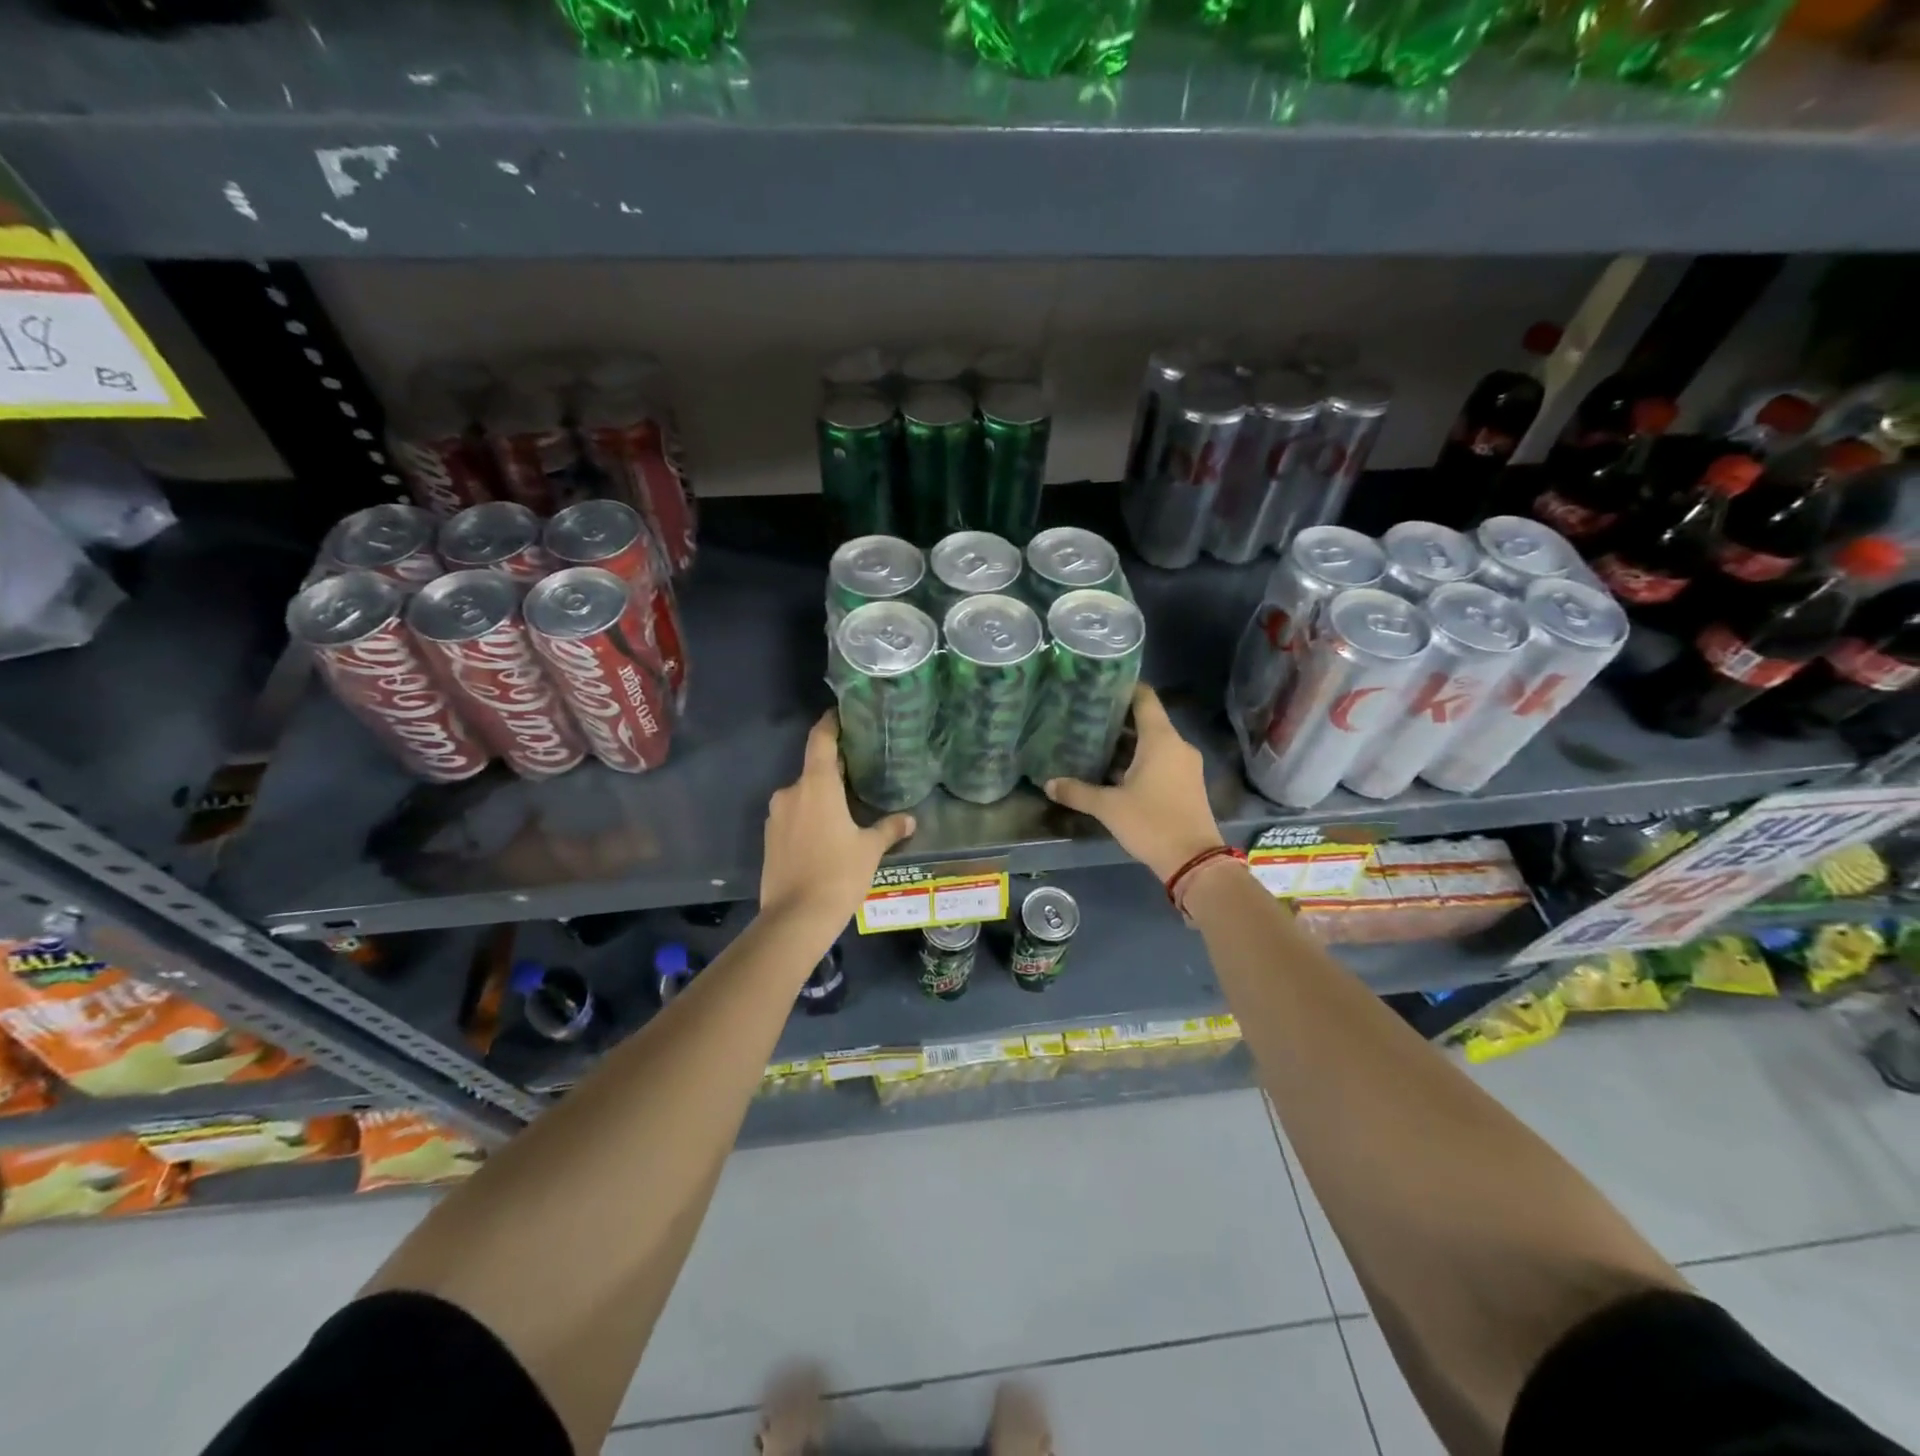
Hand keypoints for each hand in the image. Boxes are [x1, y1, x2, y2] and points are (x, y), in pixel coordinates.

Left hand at [761, 711, 915, 926]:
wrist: (795, 917)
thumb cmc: (838, 874)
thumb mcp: (870, 849)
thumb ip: (889, 829)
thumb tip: (909, 819)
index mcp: (817, 785)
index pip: (821, 740)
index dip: (829, 724)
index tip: (839, 714)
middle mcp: (791, 792)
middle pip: (813, 771)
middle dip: (833, 773)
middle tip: (857, 777)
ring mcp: (776, 816)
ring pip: (802, 797)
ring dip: (820, 799)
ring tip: (844, 813)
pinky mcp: (769, 838)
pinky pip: (792, 818)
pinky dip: (808, 819)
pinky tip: (825, 838)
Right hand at [1043, 686, 1223, 882]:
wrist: (1194, 861)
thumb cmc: (1152, 823)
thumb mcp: (1109, 807)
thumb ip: (1078, 792)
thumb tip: (1048, 784)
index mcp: (1161, 739)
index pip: (1145, 698)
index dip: (1124, 688)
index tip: (1099, 685)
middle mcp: (1177, 745)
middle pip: (1147, 720)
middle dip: (1117, 718)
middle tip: (1085, 716)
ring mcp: (1185, 765)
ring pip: (1153, 742)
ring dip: (1127, 742)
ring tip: (1093, 742)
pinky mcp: (1187, 783)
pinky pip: (1161, 759)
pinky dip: (1139, 759)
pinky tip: (1114, 770)